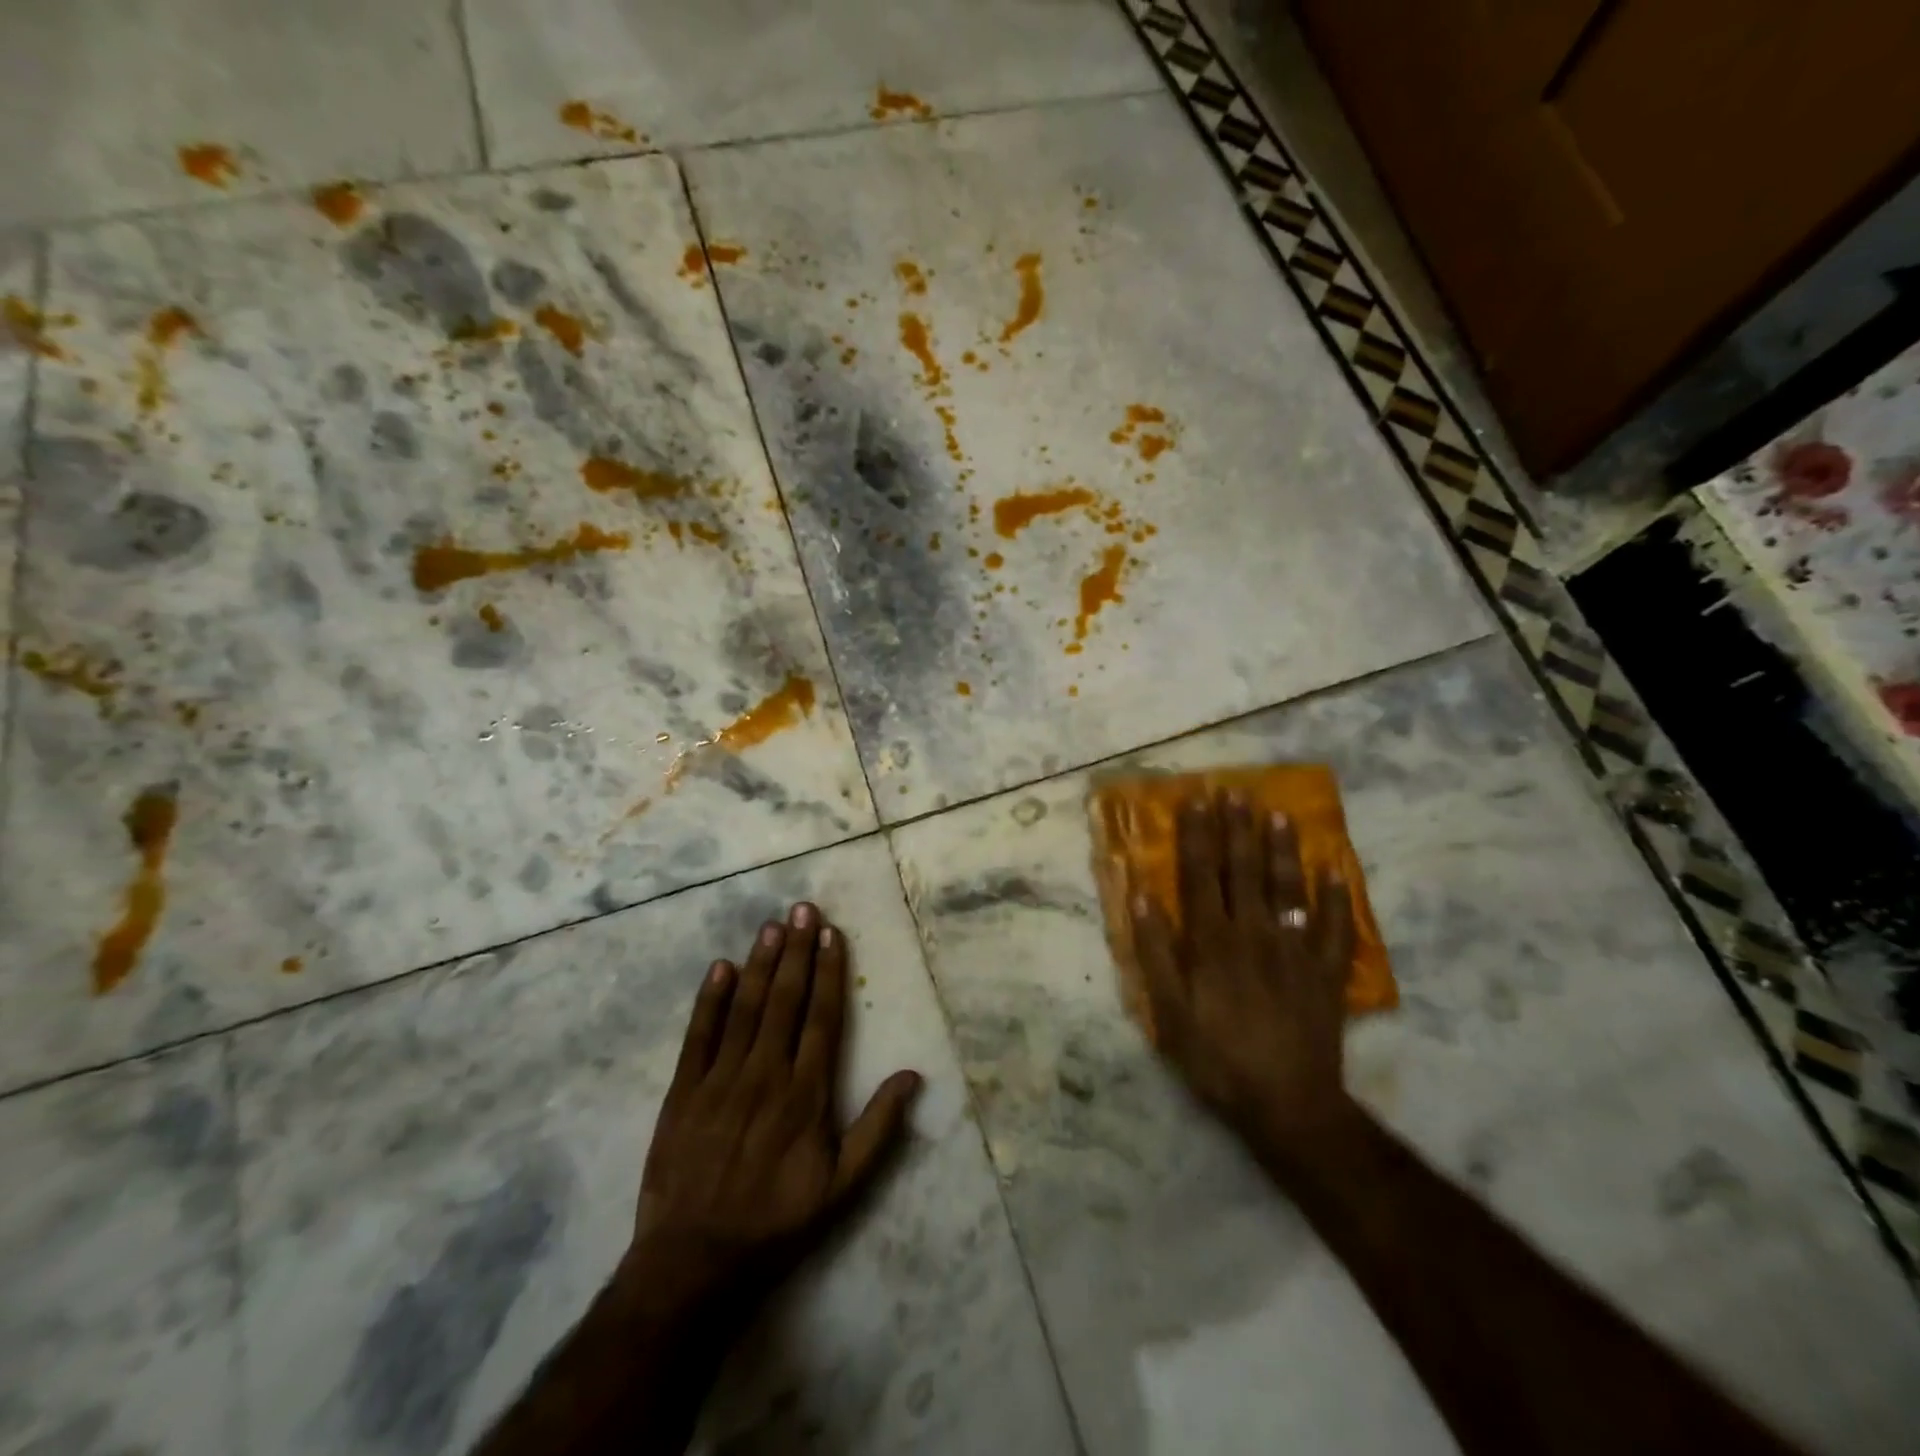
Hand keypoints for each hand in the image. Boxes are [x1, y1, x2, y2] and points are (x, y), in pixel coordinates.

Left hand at [621, 902, 920, 1315]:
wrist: (693, 1263)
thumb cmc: (776, 1222)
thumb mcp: (842, 1188)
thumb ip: (879, 1129)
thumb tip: (913, 1076)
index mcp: (805, 1094)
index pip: (822, 1017)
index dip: (829, 972)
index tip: (832, 934)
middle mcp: (765, 1074)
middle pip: (785, 1001)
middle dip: (796, 951)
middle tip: (803, 909)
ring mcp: (720, 1080)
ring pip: (746, 1008)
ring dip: (761, 964)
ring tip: (773, 925)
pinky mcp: (682, 1092)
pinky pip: (698, 1036)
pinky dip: (710, 1000)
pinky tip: (720, 967)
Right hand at [1130, 790, 1358, 1170]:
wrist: (1288, 1105)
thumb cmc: (1218, 1058)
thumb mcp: (1169, 1013)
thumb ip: (1155, 953)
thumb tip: (1142, 898)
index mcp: (1212, 941)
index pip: (1201, 874)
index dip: (1197, 835)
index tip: (1196, 799)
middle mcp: (1254, 933)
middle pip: (1244, 870)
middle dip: (1238, 828)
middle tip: (1236, 791)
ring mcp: (1295, 950)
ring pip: (1288, 888)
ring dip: (1282, 849)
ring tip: (1278, 813)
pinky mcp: (1326, 973)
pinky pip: (1334, 927)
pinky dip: (1336, 897)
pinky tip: (1335, 869)